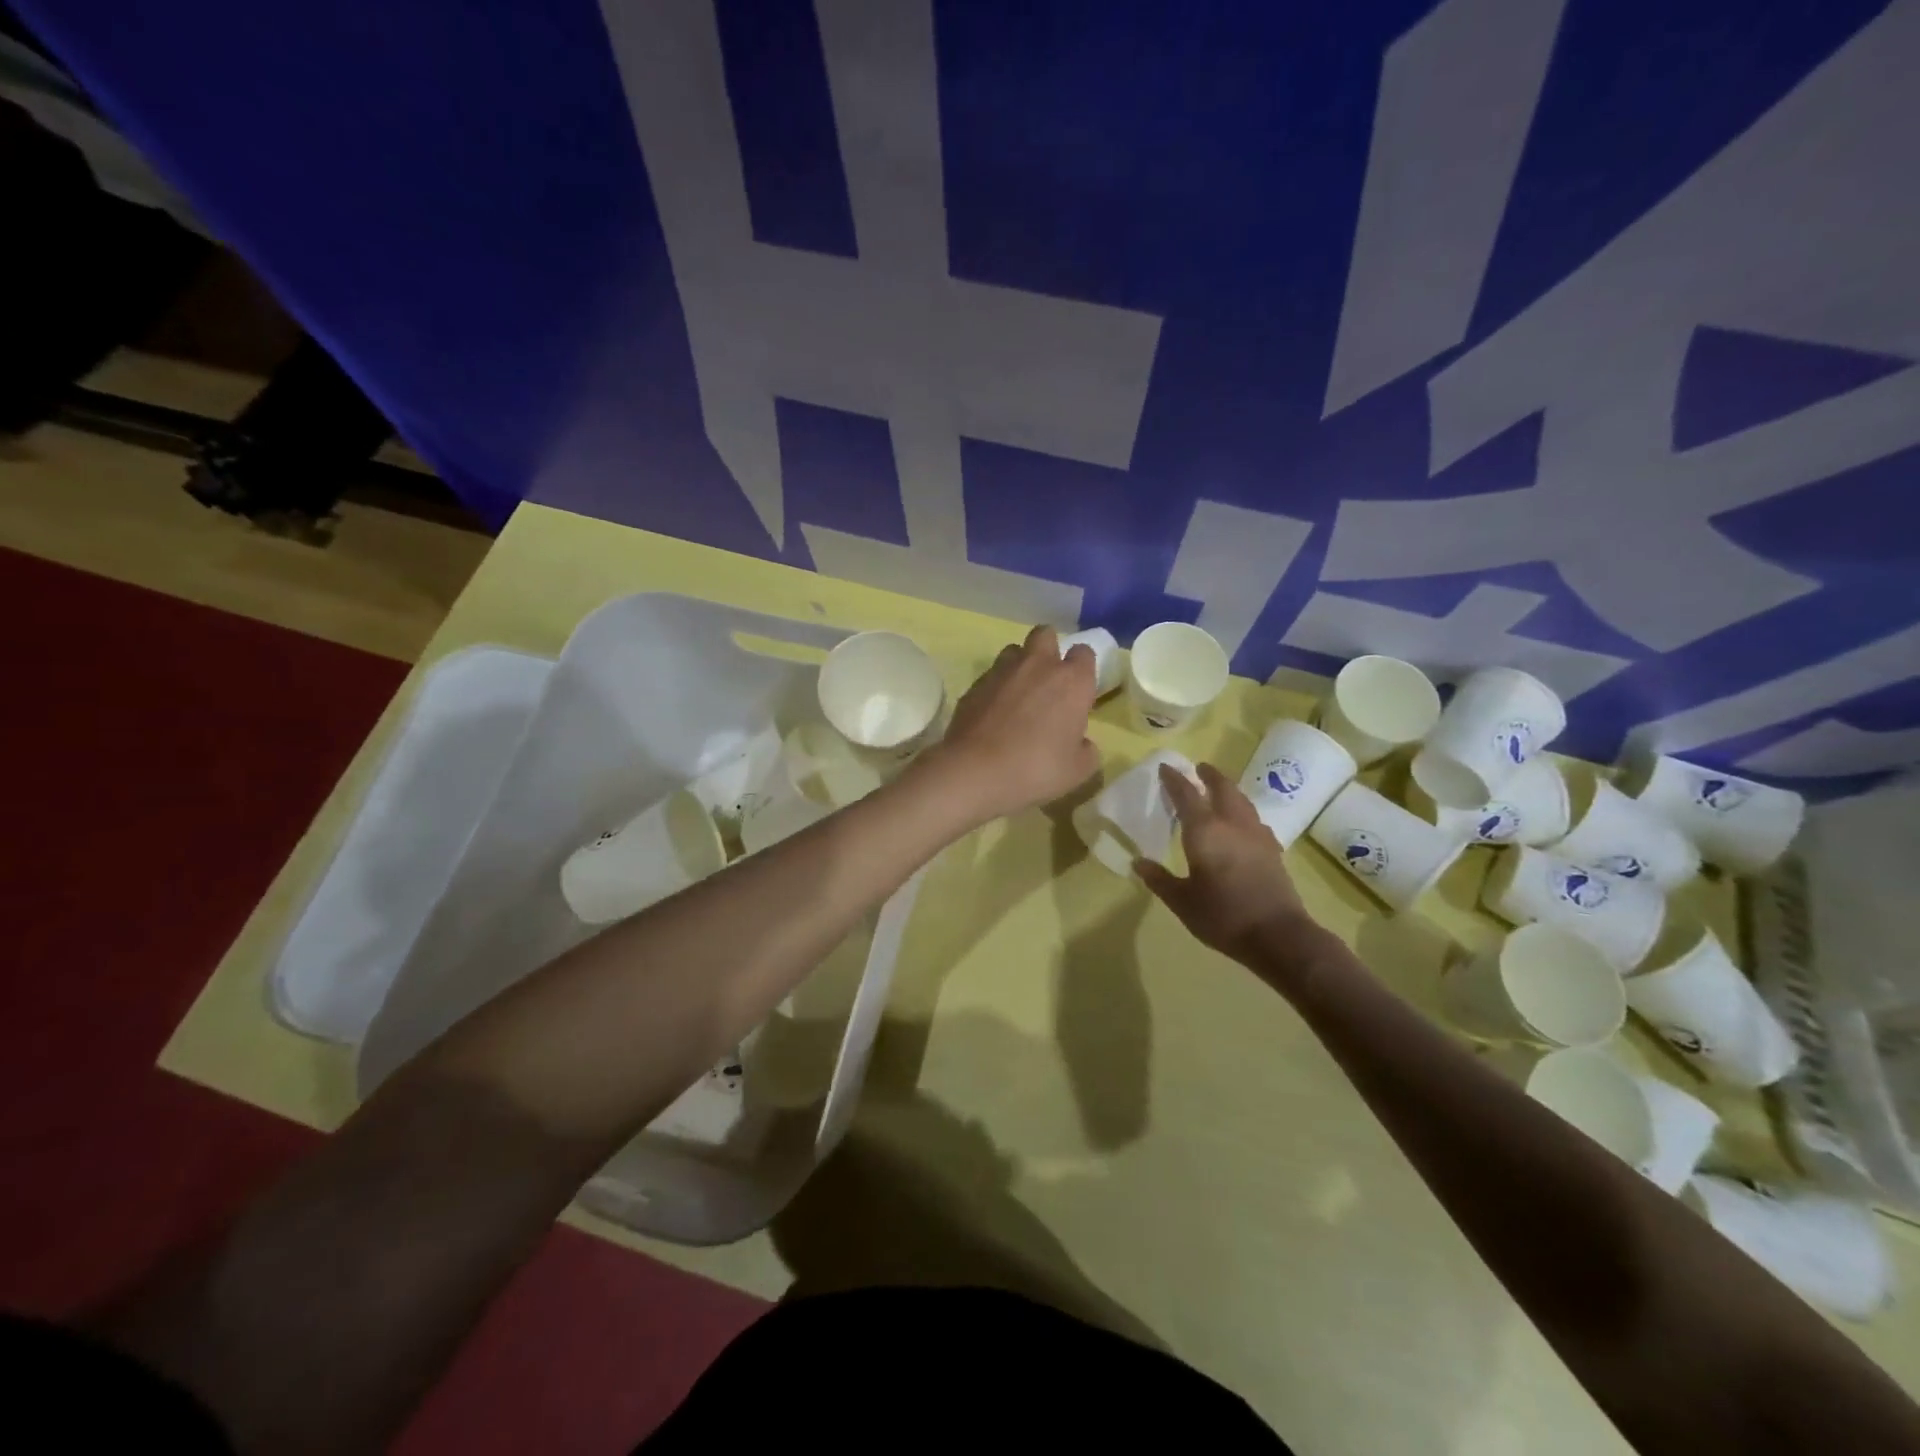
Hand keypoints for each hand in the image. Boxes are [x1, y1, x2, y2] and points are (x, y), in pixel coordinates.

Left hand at [921, 625, 1099, 823]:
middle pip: (1045, 634)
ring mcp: (1001, 671)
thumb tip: (1081, 742)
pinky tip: (993, 714)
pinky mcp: (973, 685)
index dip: (1082, 669)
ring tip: (1018, 695)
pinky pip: (990, 676)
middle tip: (1048, 681)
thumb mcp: (1078, 771)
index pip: (1084, 653)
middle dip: (1049, 649)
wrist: (974, 772)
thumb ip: (1086, 750)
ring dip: (1019, 665)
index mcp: (1071, 681)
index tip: (1079, 691)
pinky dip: (995, 688)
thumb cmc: (1036, 770)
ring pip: (1014, 651)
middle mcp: (1037, 666)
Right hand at [1136, 763, 1321, 964]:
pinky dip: (1243, 812)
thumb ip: (1160, 880)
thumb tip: (1138, 863)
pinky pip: (1254, 819)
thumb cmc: (1222, 916)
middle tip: (1198, 769)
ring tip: (1219, 790)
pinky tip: (1242, 823)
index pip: (1187, 794)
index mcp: (1205, 831)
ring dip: (1229, 790)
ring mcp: (1257, 835)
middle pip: (1222, 788)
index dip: (1174, 779)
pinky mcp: (1272, 850)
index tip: (1165, 767)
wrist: (1278, 935)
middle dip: (1209, 776)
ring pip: (1242, 801)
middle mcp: (1232, 824)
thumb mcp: (1182, 901)